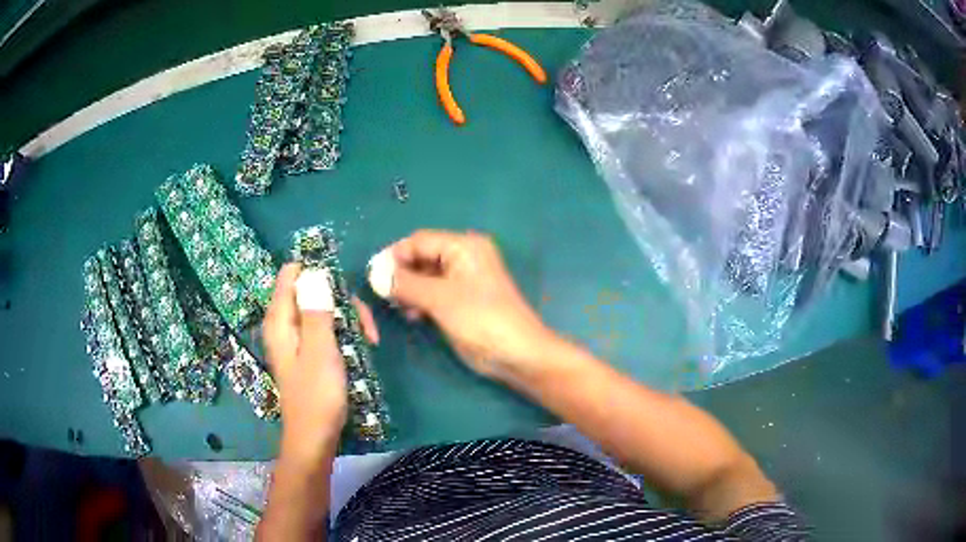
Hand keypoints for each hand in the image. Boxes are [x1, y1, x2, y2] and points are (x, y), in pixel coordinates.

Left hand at [262, 263, 378, 463]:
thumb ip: (317, 310)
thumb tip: (315, 273)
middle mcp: (284, 324)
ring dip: (348, 318)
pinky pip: (325, 329)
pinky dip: (344, 333)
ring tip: (370, 339)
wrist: (315, 437)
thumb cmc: (317, 395)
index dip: (316, 271)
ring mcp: (296, 339)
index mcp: (280, 320)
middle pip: (311, 291)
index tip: (344, 285)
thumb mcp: (320, 351)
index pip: (291, 275)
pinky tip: (363, 347)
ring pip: (323, 310)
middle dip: (341, 300)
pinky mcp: (308, 352)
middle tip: (365, 324)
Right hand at [387, 230, 556, 379]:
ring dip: (408, 290)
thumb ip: (405, 283)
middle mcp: (463, 257)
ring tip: (397, 307)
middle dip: (401, 274)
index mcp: (463, 246)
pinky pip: (432, 293)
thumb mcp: (440, 298)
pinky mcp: (459, 301)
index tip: (372, 275)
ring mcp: (462, 281)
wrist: (516, 354)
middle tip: (382, 294)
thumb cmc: (481, 319)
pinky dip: (419, 301)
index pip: (419, 241)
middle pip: (421, 257)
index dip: (394, 256)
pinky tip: (412, 316)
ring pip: (424, 277)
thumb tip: (374, 274)